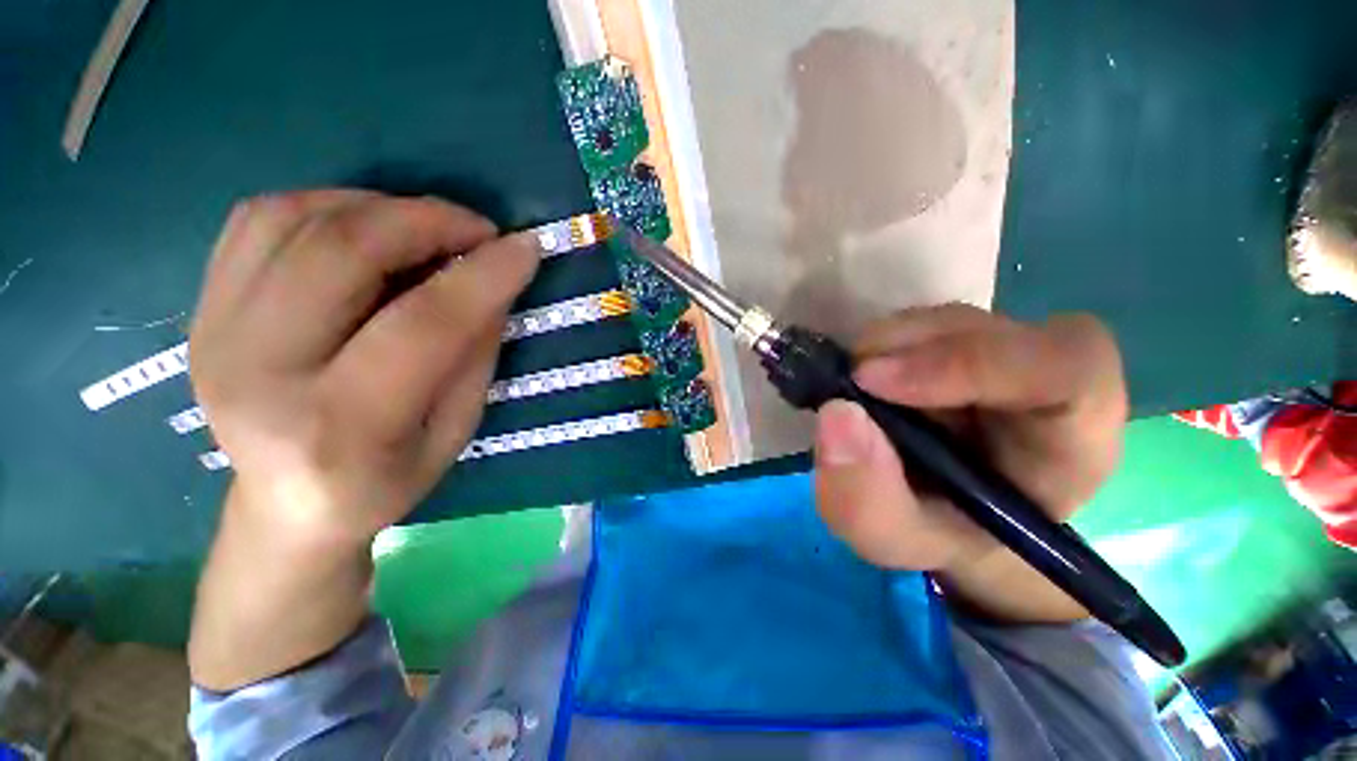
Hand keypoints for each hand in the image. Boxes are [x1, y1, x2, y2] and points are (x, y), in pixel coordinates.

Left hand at [190, 190, 538, 543]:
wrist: (286, 504)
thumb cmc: (386, 479)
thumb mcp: (455, 430)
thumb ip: (475, 353)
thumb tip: (494, 280)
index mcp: (341, 426)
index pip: (424, 324)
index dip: (485, 276)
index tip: (526, 247)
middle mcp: (260, 372)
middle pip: (342, 253)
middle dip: (426, 221)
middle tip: (477, 230)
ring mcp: (216, 333)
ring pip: (293, 219)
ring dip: (379, 206)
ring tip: (427, 227)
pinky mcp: (201, 309)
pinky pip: (259, 220)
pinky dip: (327, 205)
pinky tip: (368, 227)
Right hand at [813, 304, 1125, 619]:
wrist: (949, 512)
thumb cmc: (944, 533)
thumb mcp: (898, 540)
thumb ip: (867, 499)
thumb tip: (837, 414)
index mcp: (1075, 435)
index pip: (1063, 367)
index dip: (967, 362)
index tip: (872, 382)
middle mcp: (1045, 375)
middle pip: (983, 330)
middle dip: (902, 352)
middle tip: (847, 385)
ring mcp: (999, 348)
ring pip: (938, 321)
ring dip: (881, 350)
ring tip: (856, 396)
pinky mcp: (957, 340)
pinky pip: (913, 326)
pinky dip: (874, 348)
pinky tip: (863, 385)